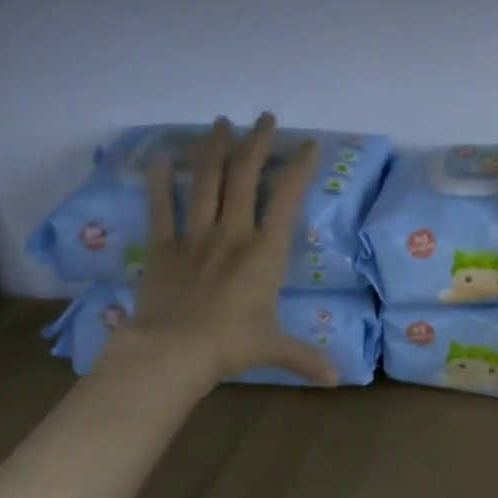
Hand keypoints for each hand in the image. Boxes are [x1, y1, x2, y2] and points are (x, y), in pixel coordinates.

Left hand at [92, 113, 339, 391]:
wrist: (173, 352)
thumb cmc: (230, 345)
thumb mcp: (274, 348)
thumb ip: (306, 357)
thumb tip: (338, 379)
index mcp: (265, 250)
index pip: (286, 196)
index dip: (299, 166)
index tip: (308, 144)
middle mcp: (233, 232)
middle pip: (245, 175)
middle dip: (257, 142)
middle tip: (264, 118)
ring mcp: (196, 234)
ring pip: (207, 181)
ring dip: (214, 149)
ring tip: (220, 122)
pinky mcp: (163, 245)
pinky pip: (162, 206)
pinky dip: (161, 180)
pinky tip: (160, 157)